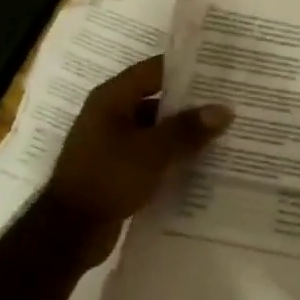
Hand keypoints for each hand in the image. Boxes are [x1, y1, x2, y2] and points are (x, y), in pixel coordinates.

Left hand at [42, 57, 232, 262]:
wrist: (71, 230)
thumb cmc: (109, 177)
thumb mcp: (153, 151)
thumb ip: (188, 129)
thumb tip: (224, 109)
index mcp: (111, 99)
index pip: (153, 71)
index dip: (185, 70)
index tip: (219, 72)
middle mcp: (109, 115)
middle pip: (155, 101)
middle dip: (190, 106)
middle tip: (228, 106)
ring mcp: (110, 144)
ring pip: (154, 132)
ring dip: (182, 136)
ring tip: (222, 137)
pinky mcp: (116, 171)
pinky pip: (149, 157)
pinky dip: (170, 159)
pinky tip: (199, 167)